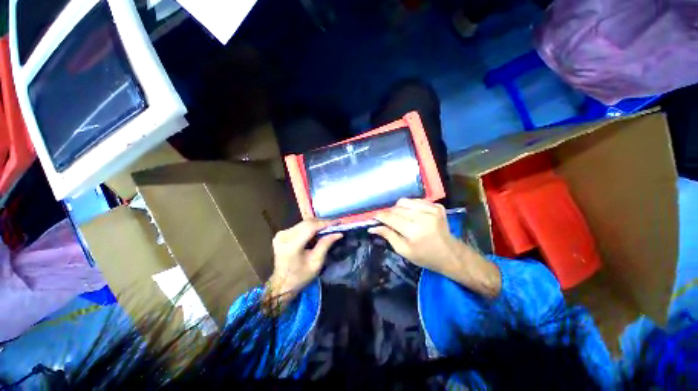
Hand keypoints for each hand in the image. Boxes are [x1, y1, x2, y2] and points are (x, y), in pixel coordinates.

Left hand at [269, 220, 341, 298]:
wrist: (282, 283)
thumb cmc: (300, 276)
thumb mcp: (316, 262)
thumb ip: (325, 244)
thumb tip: (338, 233)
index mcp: (291, 245)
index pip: (311, 227)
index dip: (326, 223)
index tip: (338, 221)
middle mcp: (284, 236)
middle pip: (307, 223)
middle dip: (323, 222)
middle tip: (336, 224)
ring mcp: (281, 234)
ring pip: (304, 223)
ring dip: (317, 224)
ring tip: (329, 227)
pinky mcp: (282, 234)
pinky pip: (300, 226)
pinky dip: (310, 227)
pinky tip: (318, 230)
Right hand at [371, 199, 500, 297]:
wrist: (450, 254)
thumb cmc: (425, 257)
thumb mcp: (404, 251)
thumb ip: (388, 236)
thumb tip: (373, 227)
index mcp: (414, 231)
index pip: (390, 217)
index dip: (380, 216)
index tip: (375, 217)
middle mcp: (423, 217)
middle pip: (396, 208)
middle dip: (389, 213)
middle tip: (389, 221)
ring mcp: (432, 209)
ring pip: (405, 201)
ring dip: (399, 208)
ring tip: (401, 218)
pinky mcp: (437, 206)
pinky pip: (416, 200)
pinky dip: (410, 206)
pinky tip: (412, 215)